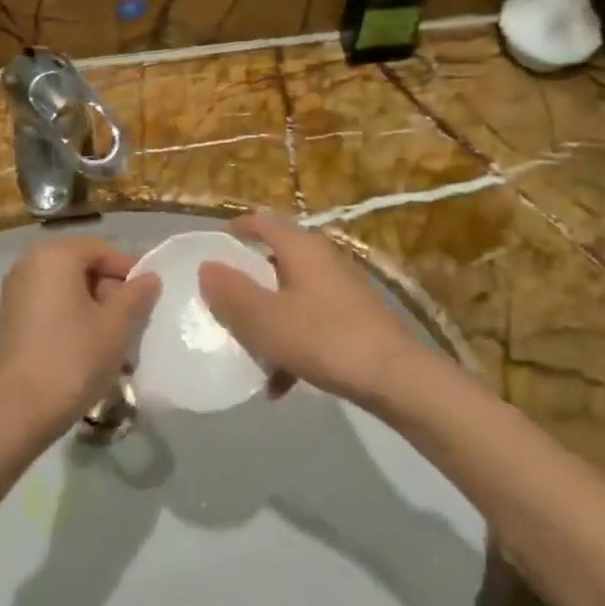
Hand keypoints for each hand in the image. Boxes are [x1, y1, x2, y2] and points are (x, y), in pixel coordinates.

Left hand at [0, 236, 159, 438]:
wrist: (13, 414)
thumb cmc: (71, 359)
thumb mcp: (116, 326)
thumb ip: (136, 295)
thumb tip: (149, 278)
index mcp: (55, 255)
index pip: (103, 250)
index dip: (130, 271)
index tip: (148, 301)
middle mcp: (30, 263)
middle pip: (83, 266)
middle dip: (111, 291)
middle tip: (133, 323)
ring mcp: (16, 292)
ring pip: (68, 288)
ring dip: (94, 308)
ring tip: (113, 340)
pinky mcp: (10, 319)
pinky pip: (51, 305)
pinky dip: (72, 318)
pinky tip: (87, 349)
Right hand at [199, 213, 427, 405]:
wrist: (398, 378)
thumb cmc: (325, 339)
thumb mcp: (266, 320)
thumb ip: (231, 293)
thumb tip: (207, 266)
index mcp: (302, 248)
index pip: (264, 221)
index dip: (238, 228)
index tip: (215, 245)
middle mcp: (324, 259)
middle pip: (277, 259)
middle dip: (249, 282)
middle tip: (224, 302)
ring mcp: (343, 289)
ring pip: (293, 295)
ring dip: (268, 319)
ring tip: (249, 351)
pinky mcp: (355, 319)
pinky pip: (311, 322)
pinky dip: (291, 343)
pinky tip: (280, 384)